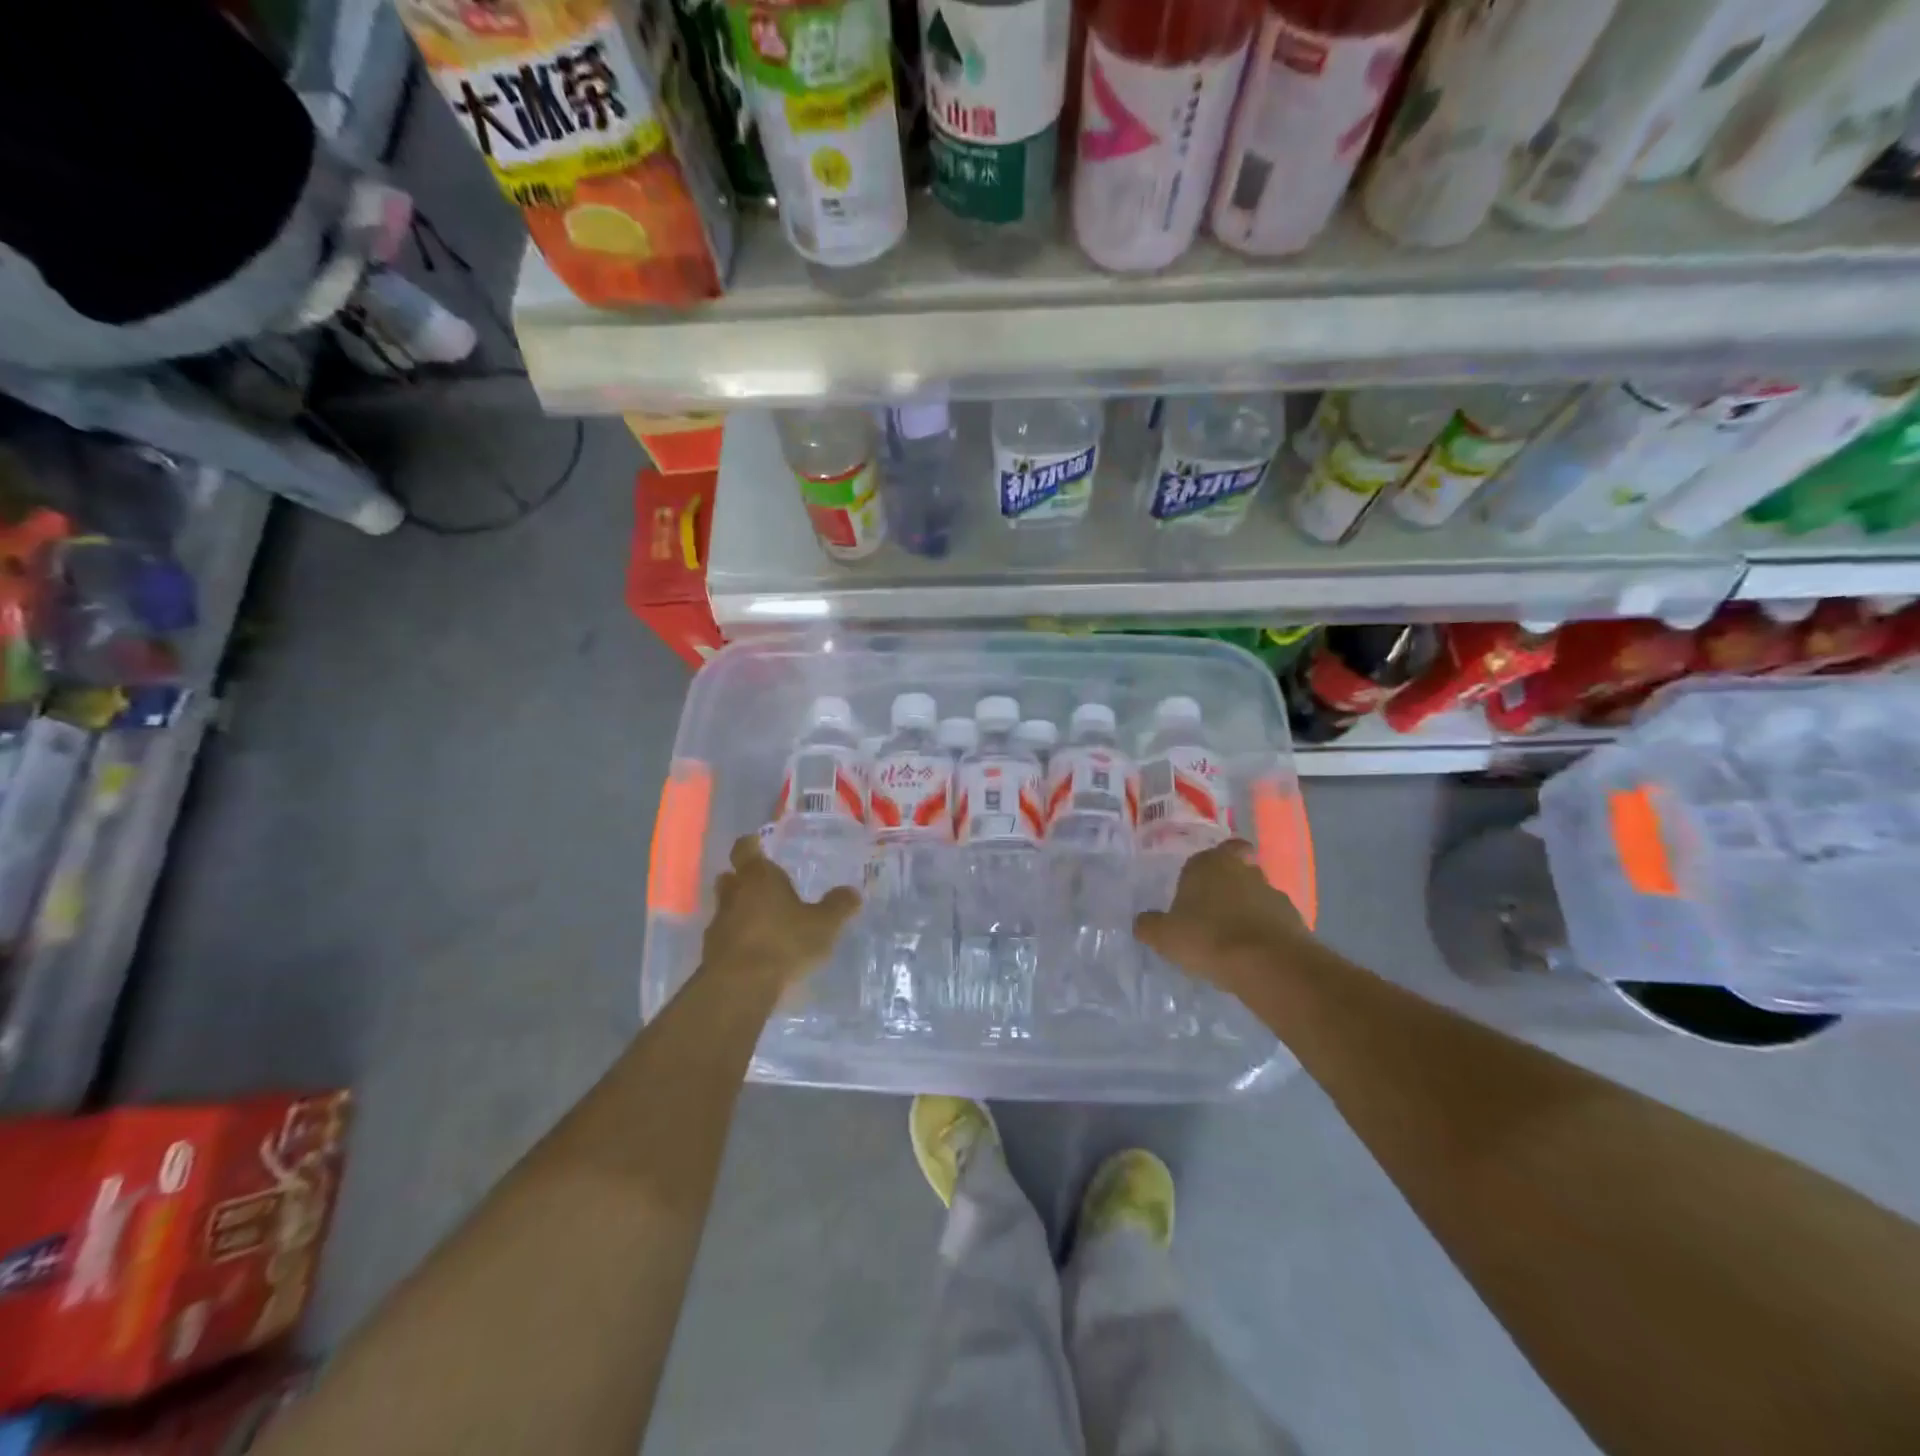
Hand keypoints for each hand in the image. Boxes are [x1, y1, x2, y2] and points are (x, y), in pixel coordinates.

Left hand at [698, 835, 861, 996]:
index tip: (757, 843)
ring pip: (727, 907)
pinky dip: (738, 938)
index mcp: (759, 877)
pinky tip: (756, 950)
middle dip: (743, 879)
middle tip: (763, 884)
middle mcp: (734, 894)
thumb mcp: (823, 925)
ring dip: (740, 910)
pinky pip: (726, 936)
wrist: (740, 986)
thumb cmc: (784, 942)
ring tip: (763, 920)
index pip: (745, 848)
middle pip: (731, 877)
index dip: (751, 845)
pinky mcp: (711, 952)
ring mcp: (719, 923)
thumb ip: (838, 907)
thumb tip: (853, 892)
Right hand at [1134, 840, 1311, 998]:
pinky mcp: (1294, 918)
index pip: (1216, 849)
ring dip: (1248, 908)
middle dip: (1230, 883)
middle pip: (1239, 867)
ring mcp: (1272, 892)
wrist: (1268, 964)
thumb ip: (1149, 925)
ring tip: (1234, 937)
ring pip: (1258, 893)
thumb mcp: (1164, 936)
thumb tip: (1143, 922)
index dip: (1210, 864)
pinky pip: (1274, 919)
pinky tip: (1253, 953)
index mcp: (1208, 864)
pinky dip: (1265, 930)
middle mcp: (1242, 870)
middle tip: (1215, 908)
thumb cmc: (1208, 938)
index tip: (1202, 883)